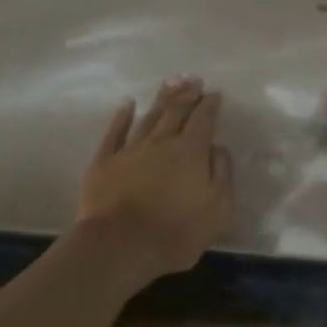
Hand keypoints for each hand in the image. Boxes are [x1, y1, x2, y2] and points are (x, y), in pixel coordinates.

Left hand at [78, 77, 235, 277]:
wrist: (120, 247)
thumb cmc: (176, 232)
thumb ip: (222, 174)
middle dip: (187, 94)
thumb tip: (217, 149)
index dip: (210, 105)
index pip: (204, 120)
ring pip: (149, 116)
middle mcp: (161, 142)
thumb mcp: (218, 210)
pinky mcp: (104, 162)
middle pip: (176, 111)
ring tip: (170, 82)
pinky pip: (114, 132)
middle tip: (194, 80)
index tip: (214, 93)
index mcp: (191, 152)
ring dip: (161, 98)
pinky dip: (121, 116)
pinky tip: (127, 104)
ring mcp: (130, 149)